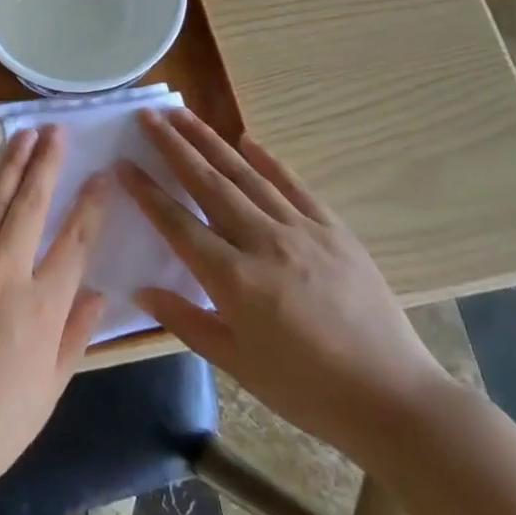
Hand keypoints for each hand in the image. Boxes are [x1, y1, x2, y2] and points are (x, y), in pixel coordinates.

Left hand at [0, 127, 106, 497]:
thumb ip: (76, 335)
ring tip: (22, 135)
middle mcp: (5, 274)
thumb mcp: (51, 388)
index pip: (75, 240)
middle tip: (56, 130)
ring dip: (9, 166)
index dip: (91, 203)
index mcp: (43, 307)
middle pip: (30, 205)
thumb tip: (98, 293)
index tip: (102, 174)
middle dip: (46, 163)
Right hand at [119, 110, 450, 463]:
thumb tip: (141, 289)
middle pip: (209, 184)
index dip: (147, 192)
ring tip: (183, 115)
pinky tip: (247, 140)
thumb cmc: (306, 390)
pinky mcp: (334, 230)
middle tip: (148, 116)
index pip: (177, 223)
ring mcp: (302, 230)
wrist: (393, 399)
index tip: (123, 163)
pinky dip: (268, 160)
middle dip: (174, 146)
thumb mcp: (236, 364)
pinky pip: (294, 185)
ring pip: (246, 175)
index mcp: (234, 279)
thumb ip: (185, 321)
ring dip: (211, 141)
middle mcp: (263, 242)